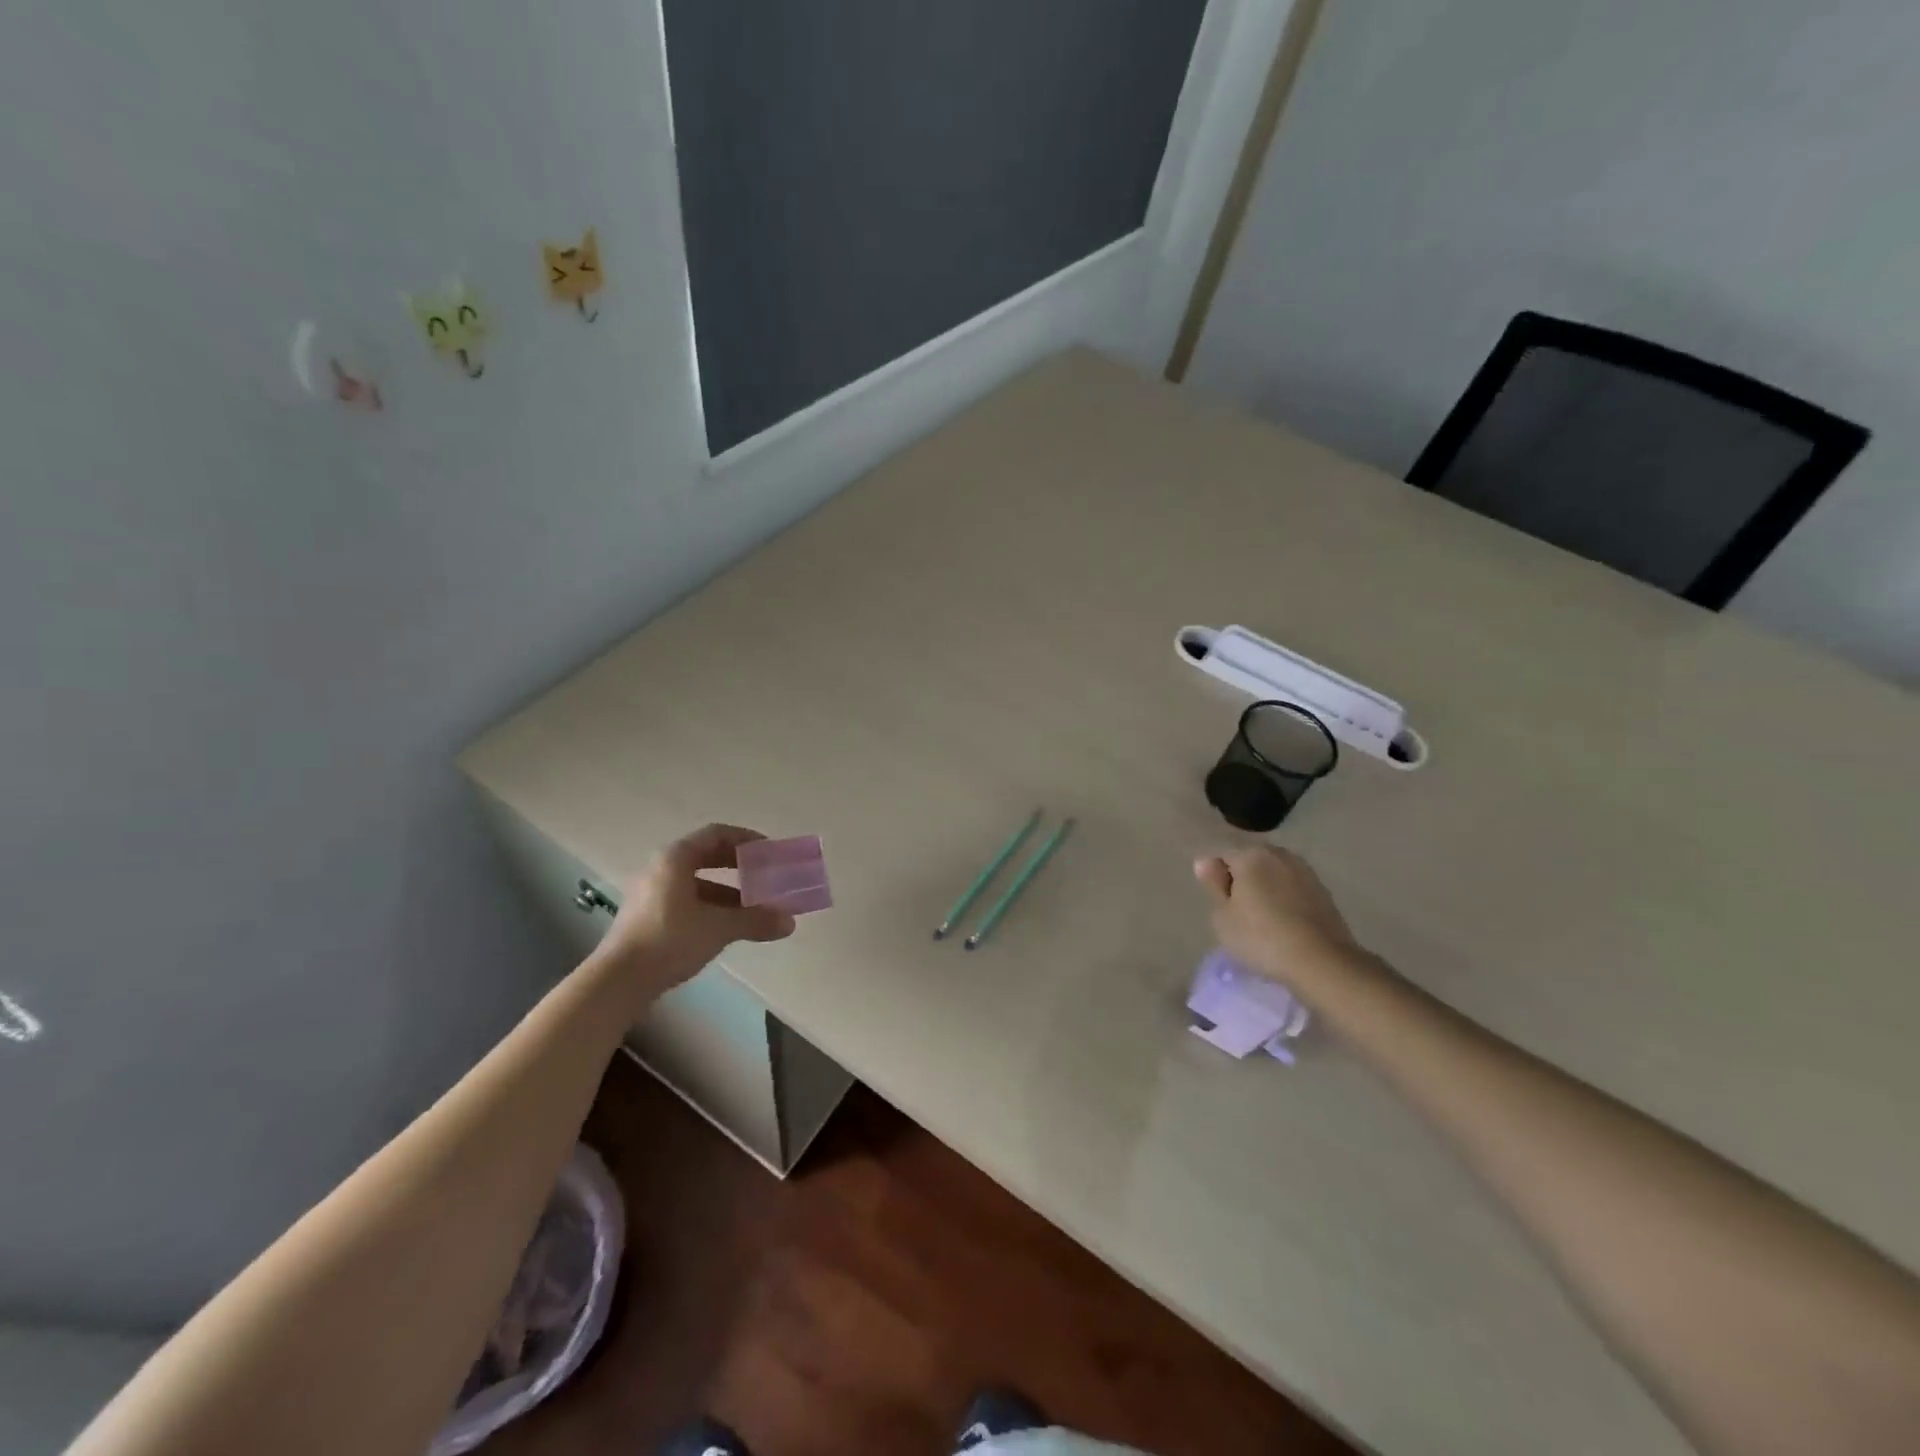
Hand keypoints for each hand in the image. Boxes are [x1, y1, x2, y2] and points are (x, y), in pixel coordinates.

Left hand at [597, 823, 796, 990]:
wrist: (618, 982)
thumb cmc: (669, 940)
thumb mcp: (718, 927)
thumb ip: (755, 920)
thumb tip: (789, 922)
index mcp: (675, 858)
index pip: (717, 834)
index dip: (746, 839)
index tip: (770, 852)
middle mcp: (662, 869)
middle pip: (708, 856)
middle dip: (740, 866)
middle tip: (766, 875)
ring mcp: (653, 894)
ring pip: (699, 882)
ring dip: (730, 891)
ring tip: (756, 907)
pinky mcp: (649, 917)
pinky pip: (689, 901)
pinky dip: (713, 907)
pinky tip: (730, 926)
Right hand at [1193, 845, 1362, 992]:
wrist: (1323, 962)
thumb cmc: (1262, 938)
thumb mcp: (1223, 917)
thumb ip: (1213, 885)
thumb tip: (1205, 861)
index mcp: (1250, 855)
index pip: (1221, 856)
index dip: (1215, 879)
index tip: (1219, 906)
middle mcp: (1278, 854)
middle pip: (1250, 861)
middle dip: (1242, 879)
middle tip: (1238, 913)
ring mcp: (1304, 870)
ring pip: (1273, 873)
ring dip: (1265, 888)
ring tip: (1263, 919)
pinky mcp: (1323, 890)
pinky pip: (1292, 887)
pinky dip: (1285, 898)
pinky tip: (1284, 923)